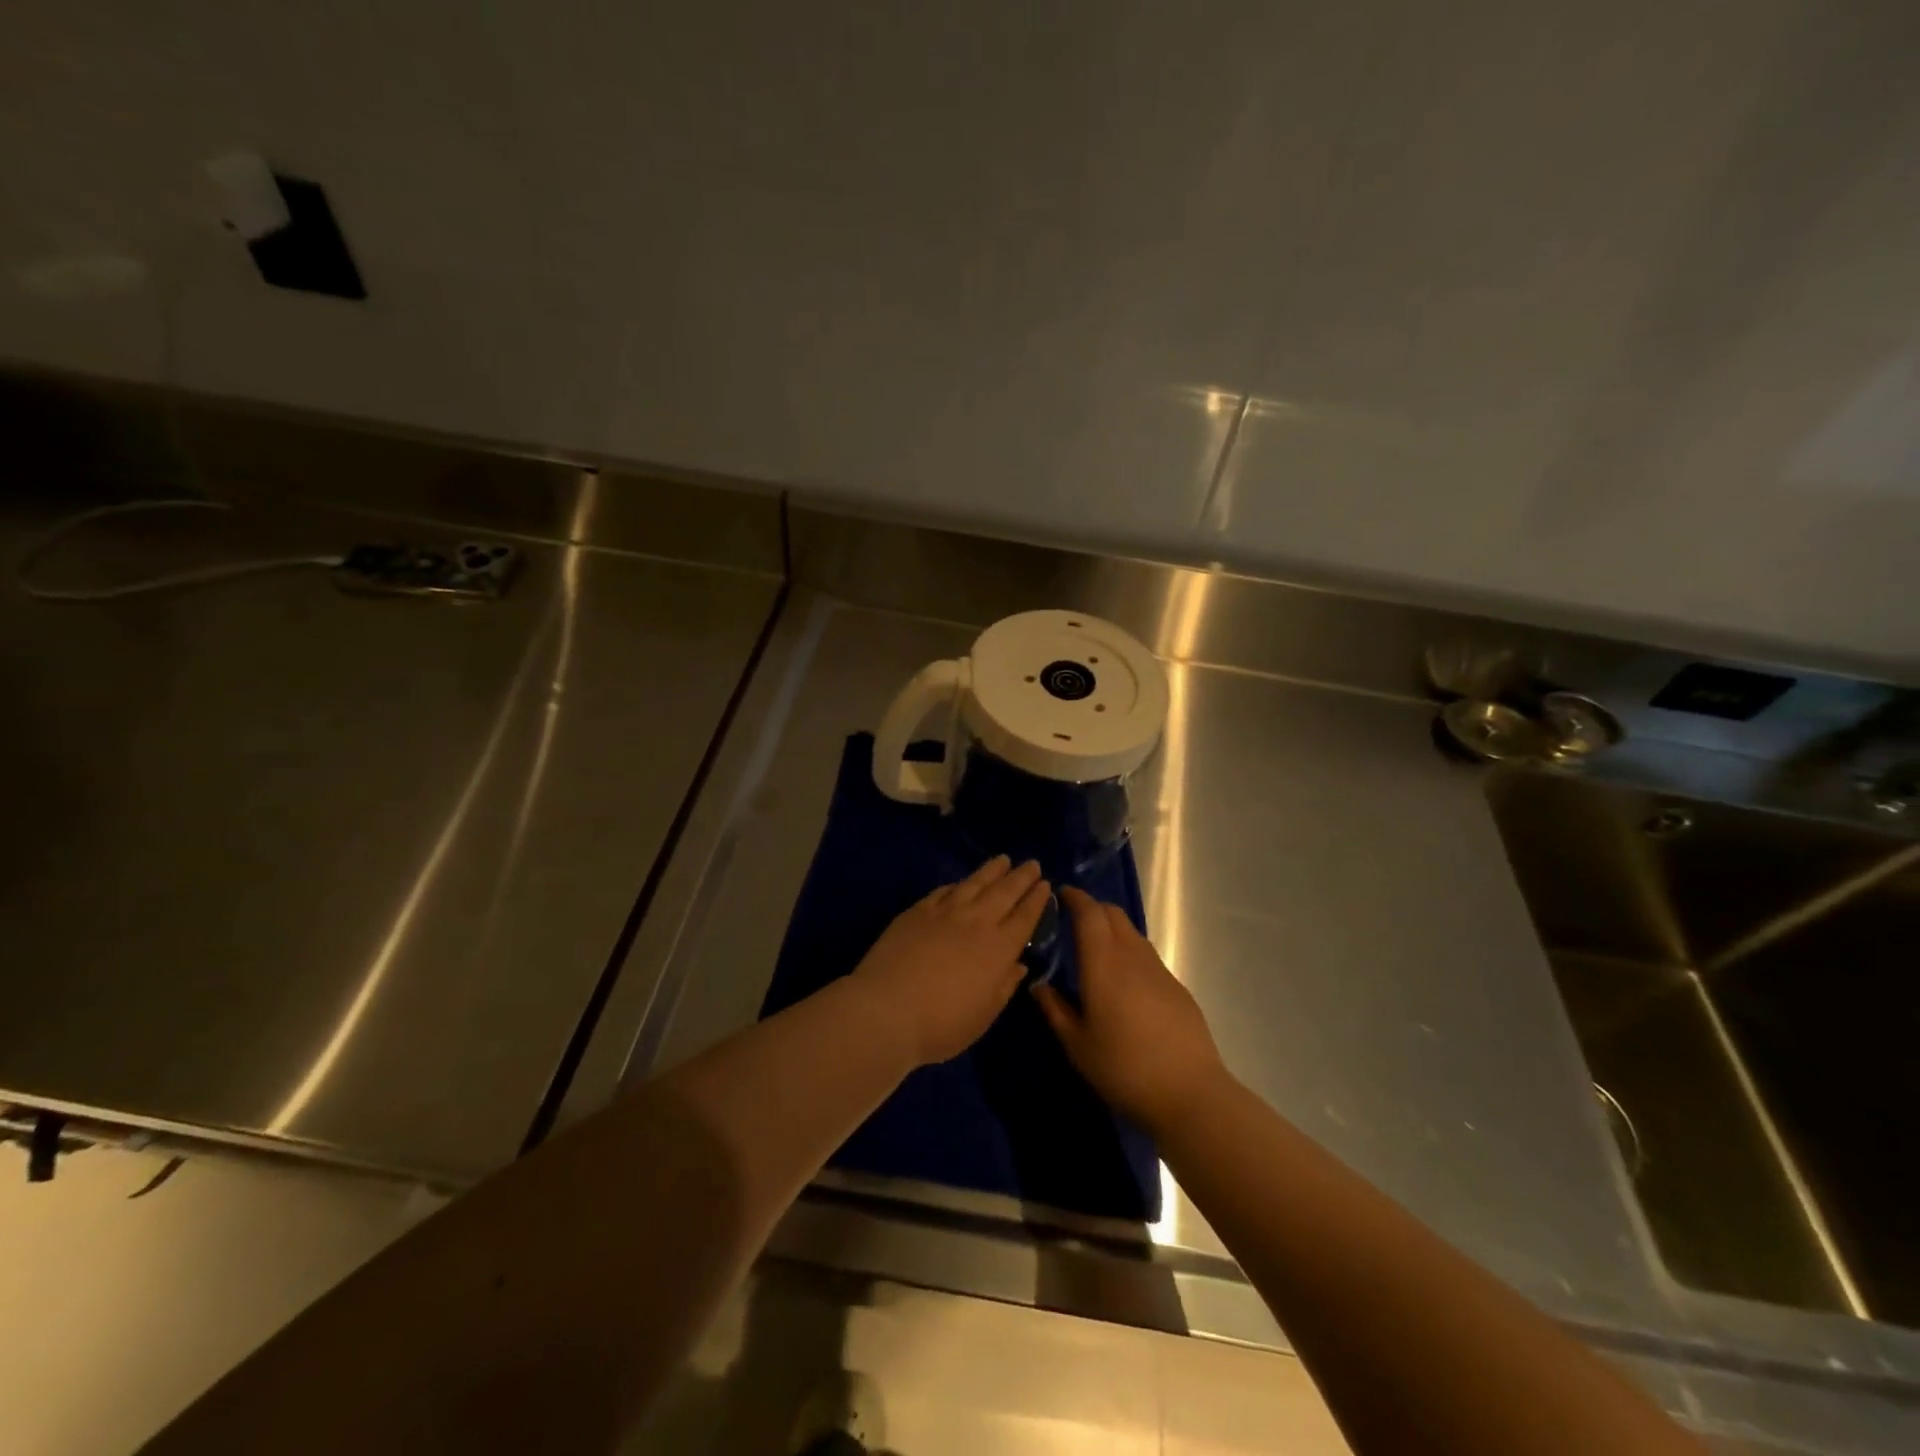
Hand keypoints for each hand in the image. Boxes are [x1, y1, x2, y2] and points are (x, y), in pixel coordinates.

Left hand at [851, 856, 1051, 1066]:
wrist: (887, 1010)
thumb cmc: (942, 1024)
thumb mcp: (984, 1015)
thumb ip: (1004, 986)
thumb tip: (1019, 965)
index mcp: (999, 948)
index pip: (1025, 917)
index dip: (1036, 900)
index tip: (1045, 885)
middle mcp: (977, 922)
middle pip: (1004, 892)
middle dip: (1021, 877)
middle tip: (1032, 863)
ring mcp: (945, 912)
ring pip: (975, 883)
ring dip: (991, 870)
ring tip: (1002, 859)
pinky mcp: (918, 911)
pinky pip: (944, 890)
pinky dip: (957, 884)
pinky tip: (961, 882)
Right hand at [1033, 886, 1228, 1133]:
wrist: (1190, 1092)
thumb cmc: (1124, 1068)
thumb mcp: (1077, 1045)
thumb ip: (1055, 1009)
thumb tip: (1038, 985)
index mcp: (1103, 963)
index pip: (1089, 913)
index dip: (1075, 898)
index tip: (1060, 894)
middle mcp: (1132, 956)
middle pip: (1113, 914)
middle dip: (1092, 908)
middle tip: (1073, 920)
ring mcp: (1159, 970)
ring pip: (1132, 933)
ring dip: (1112, 930)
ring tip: (1095, 950)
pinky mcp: (1176, 987)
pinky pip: (1146, 956)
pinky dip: (1129, 952)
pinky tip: (1123, 981)